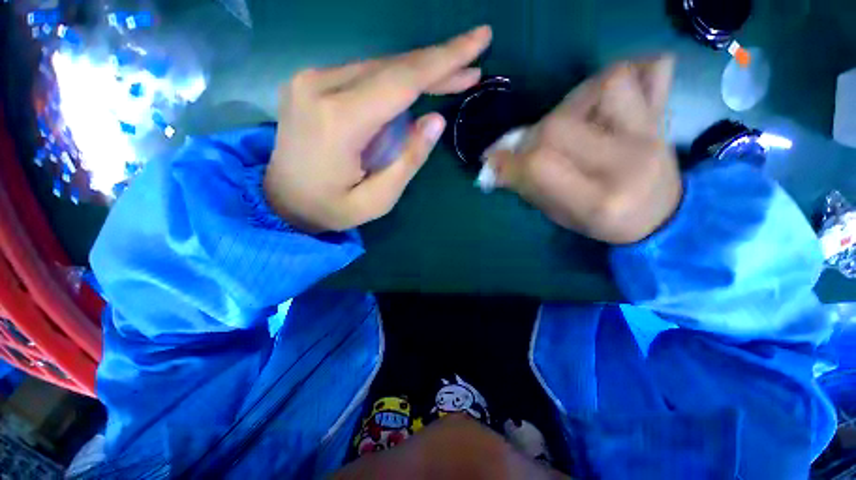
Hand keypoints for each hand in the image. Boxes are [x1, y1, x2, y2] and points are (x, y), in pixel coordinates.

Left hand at [264, 26, 492, 232]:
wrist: (281, 200)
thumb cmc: (331, 208)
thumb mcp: (378, 199)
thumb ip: (408, 160)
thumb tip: (435, 120)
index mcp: (340, 121)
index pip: (402, 80)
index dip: (445, 59)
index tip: (479, 39)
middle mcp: (321, 86)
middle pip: (393, 67)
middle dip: (437, 65)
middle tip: (473, 65)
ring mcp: (310, 79)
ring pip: (379, 66)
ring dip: (418, 72)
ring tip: (452, 79)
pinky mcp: (310, 82)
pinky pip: (364, 73)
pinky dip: (394, 79)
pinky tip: (413, 89)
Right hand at [486, 55, 681, 243]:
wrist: (660, 216)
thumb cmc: (602, 223)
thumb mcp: (559, 216)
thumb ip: (527, 187)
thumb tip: (494, 166)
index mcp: (598, 202)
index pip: (540, 166)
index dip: (509, 161)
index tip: (494, 161)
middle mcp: (627, 163)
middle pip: (560, 126)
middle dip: (531, 136)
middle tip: (528, 147)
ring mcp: (651, 134)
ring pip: (605, 85)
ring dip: (573, 100)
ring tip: (568, 121)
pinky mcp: (662, 117)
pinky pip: (647, 72)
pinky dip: (621, 76)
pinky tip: (603, 100)